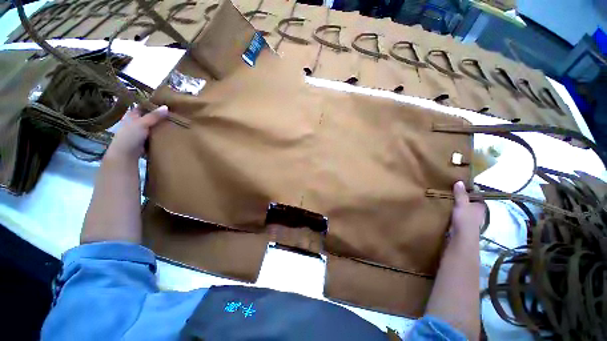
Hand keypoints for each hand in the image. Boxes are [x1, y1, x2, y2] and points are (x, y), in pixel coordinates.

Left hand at [105, 105, 168, 160]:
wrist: (126, 154)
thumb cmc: (130, 136)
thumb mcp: (142, 123)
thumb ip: (154, 116)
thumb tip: (167, 107)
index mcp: (132, 115)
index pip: (143, 106)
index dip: (152, 104)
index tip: (165, 103)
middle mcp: (136, 122)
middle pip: (150, 116)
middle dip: (160, 115)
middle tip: (174, 113)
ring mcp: (141, 132)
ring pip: (154, 126)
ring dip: (162, 125)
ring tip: (175, 123)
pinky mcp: (146, 141)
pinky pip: (156, 135)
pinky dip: (162, 134)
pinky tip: (171, 133)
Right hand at [450, 181, 484, 242]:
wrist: (462, 237)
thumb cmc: (465, 219)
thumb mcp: (462, 204)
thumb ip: (460, 194)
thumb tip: (459, 181)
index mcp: (480, 205)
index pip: (476, 195)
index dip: (469, 189)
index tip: (459, 185)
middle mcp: (478, 211)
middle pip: (470, 201)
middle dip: (462, 197)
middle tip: (450, 191)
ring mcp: (471, 218)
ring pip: (464, 208)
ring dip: (457, 204)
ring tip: (446, 199)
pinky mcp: (464, 223)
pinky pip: (459, 213)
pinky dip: (454, 210)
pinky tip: (447, 208)